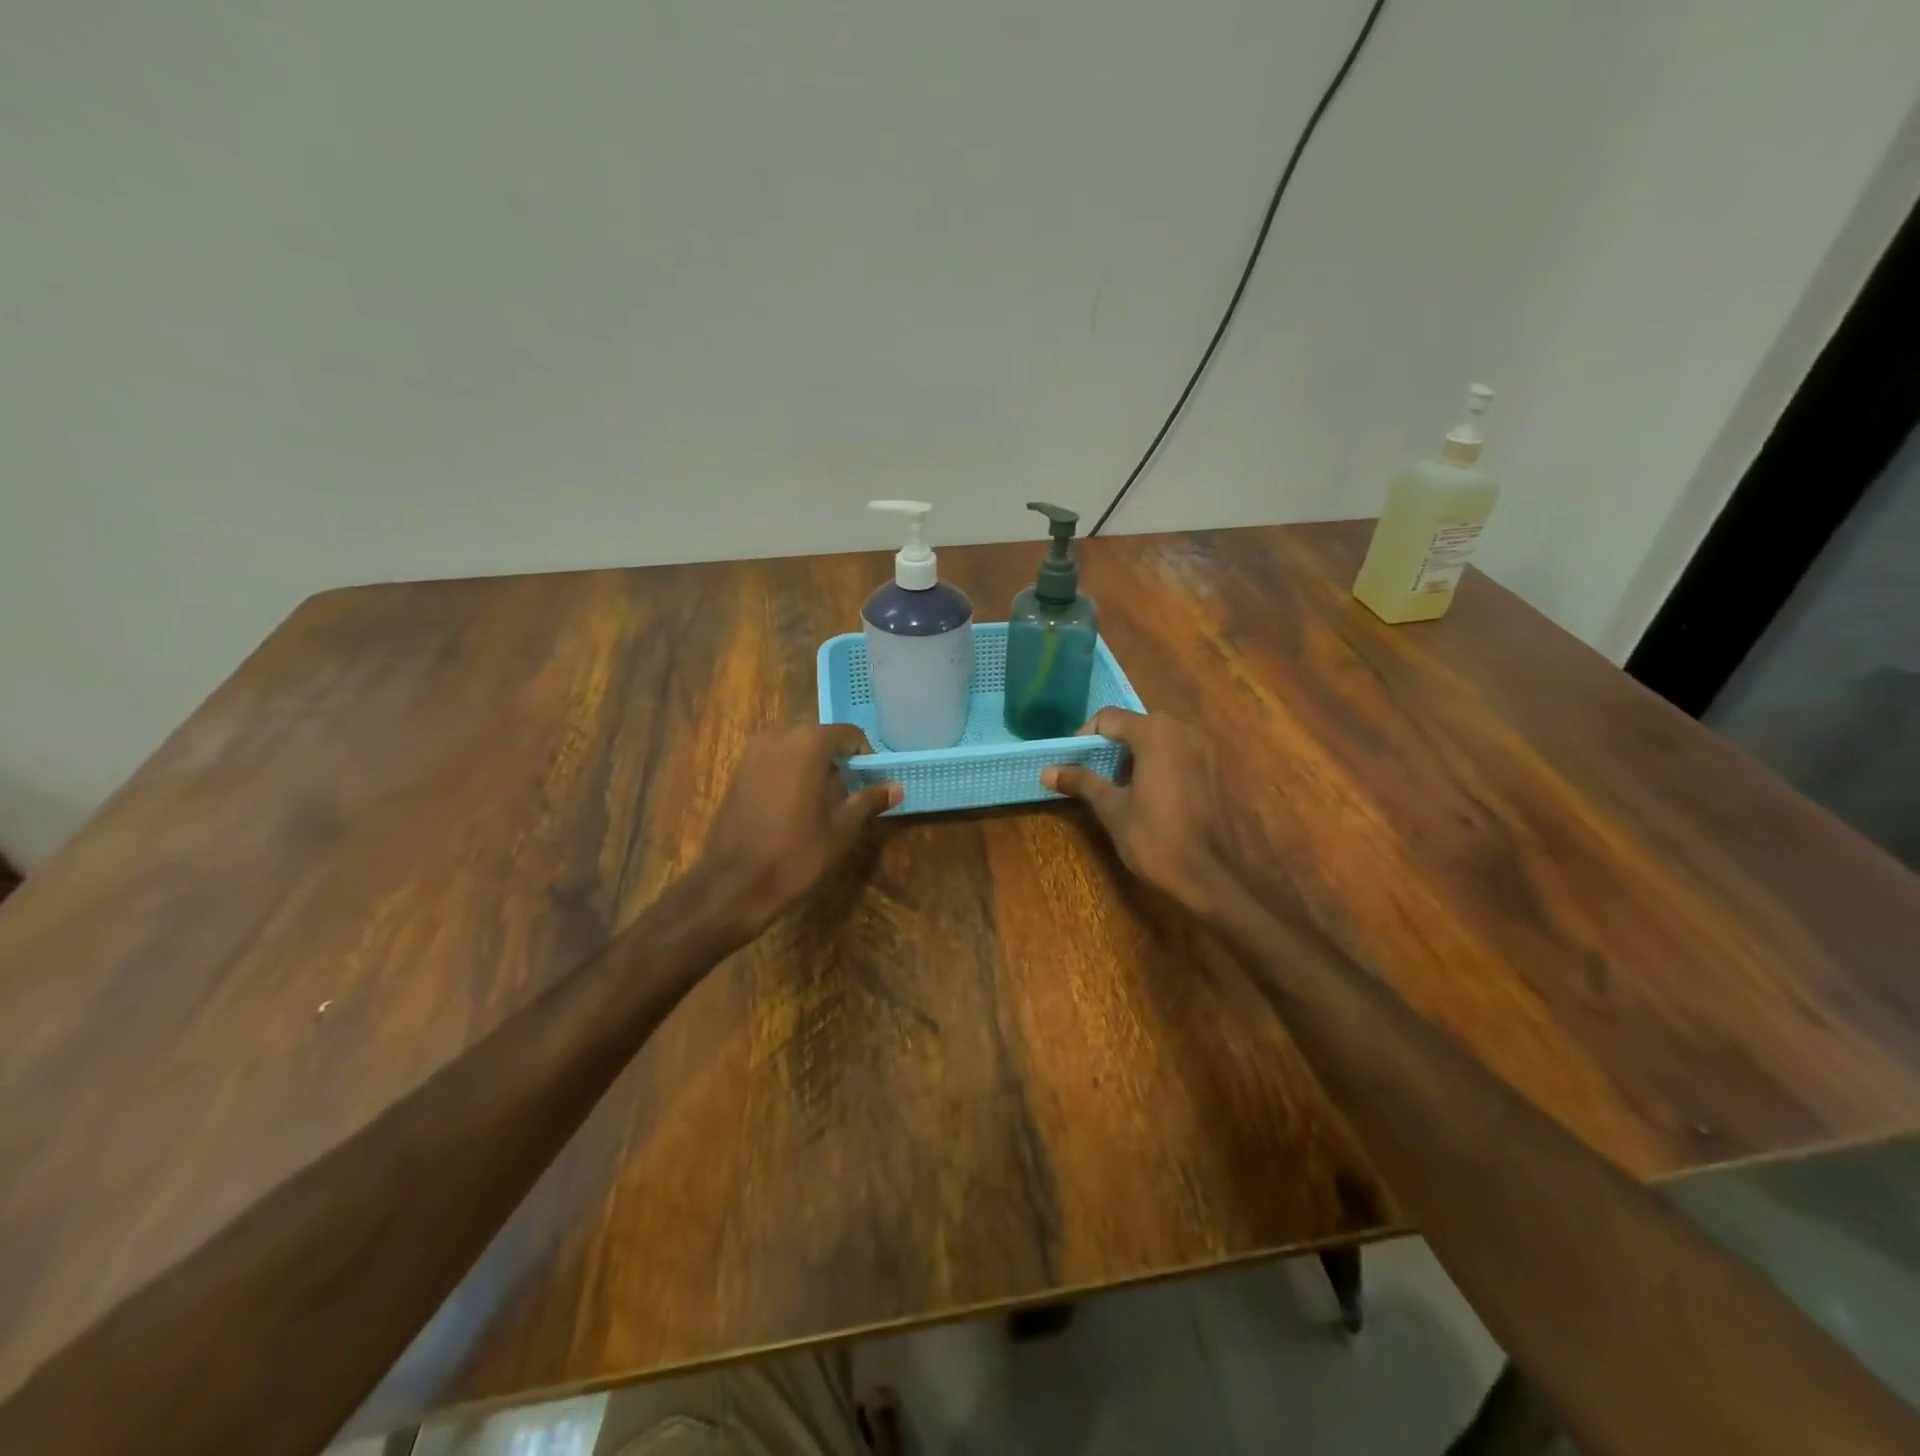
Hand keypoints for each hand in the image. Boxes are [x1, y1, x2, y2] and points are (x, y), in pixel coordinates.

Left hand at [694, 724, 900, 941]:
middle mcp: (779, 736)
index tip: (872, 781)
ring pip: (796, 748)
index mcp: (808, 743)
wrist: (734, 883)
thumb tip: (896, 787)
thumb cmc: (796, 853)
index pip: (848, 734)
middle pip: (820, 737)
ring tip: (827, 799)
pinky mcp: (738, 772)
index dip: (865, 755)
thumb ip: (869, 800)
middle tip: (853, 791)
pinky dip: (791, 772)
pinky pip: (775, 760)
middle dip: (839, 759)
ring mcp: (753, 753)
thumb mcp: (842, 829)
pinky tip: (798, 804)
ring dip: (814, 765)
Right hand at [1042, 709, 1262, 919]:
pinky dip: (1158, 764)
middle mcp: (1183, 729)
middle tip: (1092, 775)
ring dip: (1134, 755)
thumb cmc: (1157, 839)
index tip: (1072, 764)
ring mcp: (1205, 748)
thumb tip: (1047, 771)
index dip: (1085, 738)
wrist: (1213, 876)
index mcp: (1156, 733)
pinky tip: (1149, 795)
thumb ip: (1082, 782)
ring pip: (1158, 739)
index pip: (1109, 718)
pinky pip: (1178, 753)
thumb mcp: (1112, 809)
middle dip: (1110, 747)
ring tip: (1118, 787)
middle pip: (1135, 725)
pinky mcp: (1216, 768)